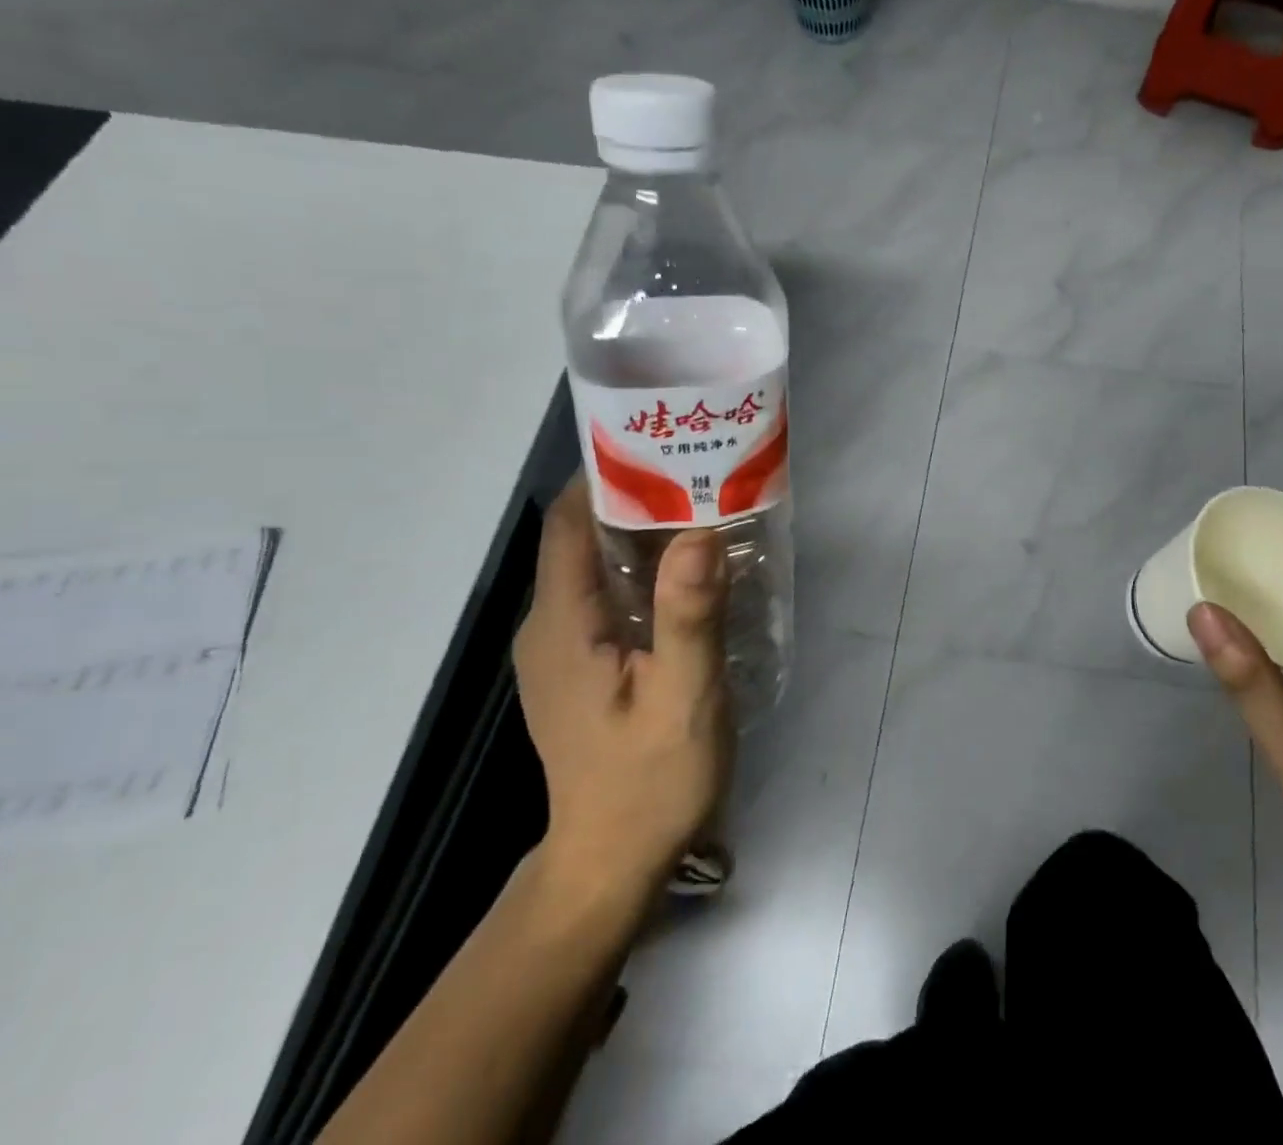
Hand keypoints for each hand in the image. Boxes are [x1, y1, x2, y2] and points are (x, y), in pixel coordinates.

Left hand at [512, 478, 732, 920]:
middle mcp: (549, 624)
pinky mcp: (582, 663)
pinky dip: (645, 568)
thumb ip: (689, 616)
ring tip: (707, 508)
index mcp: (561, 623)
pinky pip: (608, 592)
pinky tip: (692, 572)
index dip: (609, 474)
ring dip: (645, 531)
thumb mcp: (682, 698)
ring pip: (597, 563)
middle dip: (638, 495)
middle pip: (584, 534)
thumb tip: (698, 532)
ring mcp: (563, 646)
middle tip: (704, 471)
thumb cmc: (649, 781)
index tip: (667, 445)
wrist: (613, 863)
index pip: (570, 521)